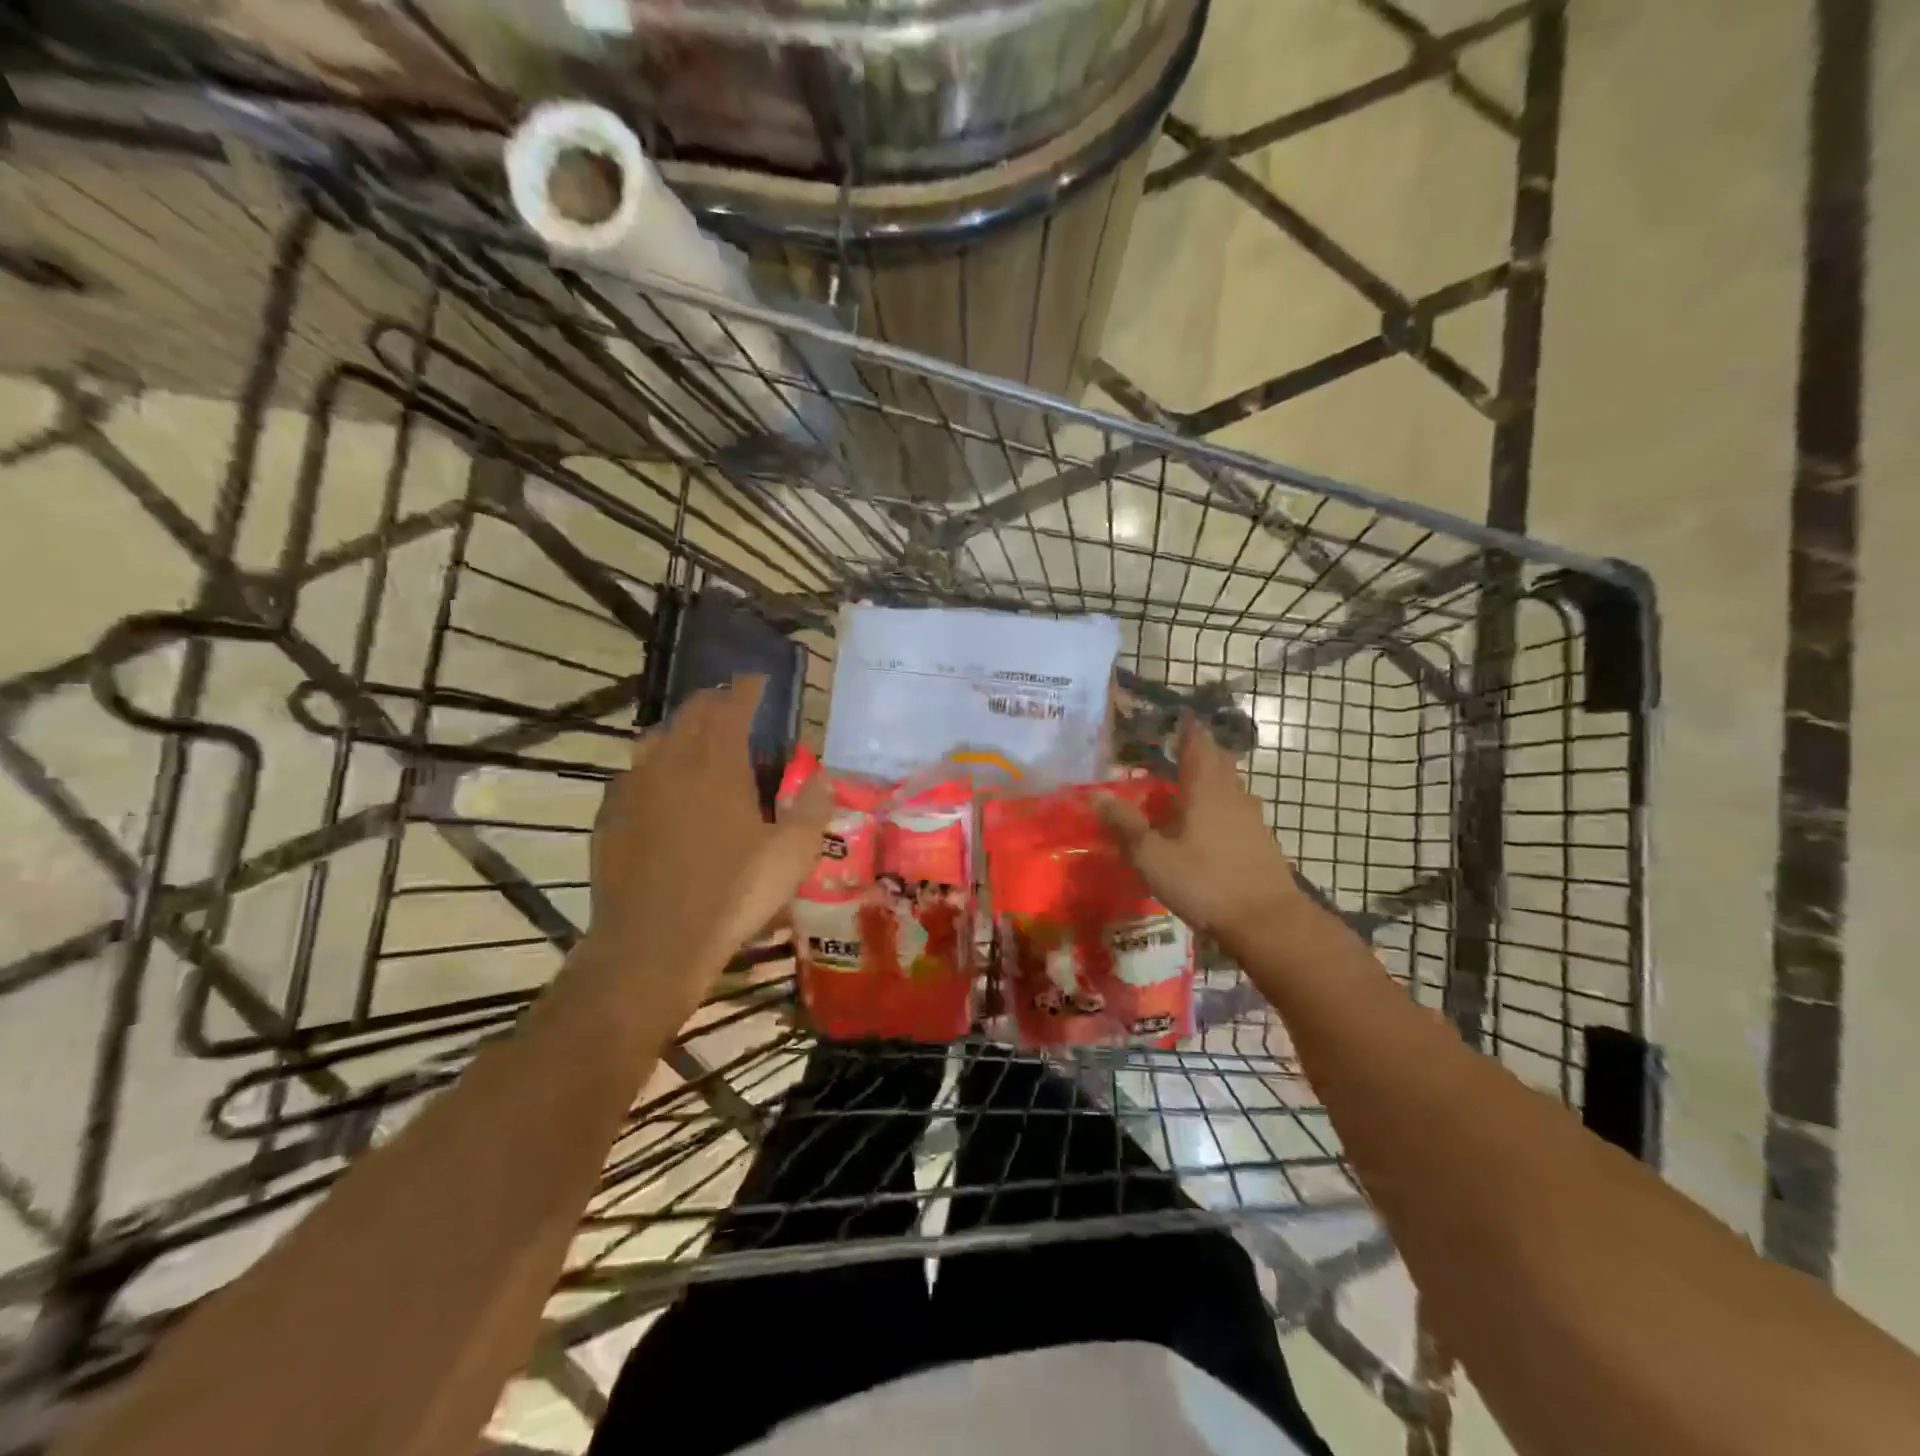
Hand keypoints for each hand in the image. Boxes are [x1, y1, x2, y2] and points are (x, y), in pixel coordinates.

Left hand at [585, 676, 831, 1018]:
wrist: (653, 942)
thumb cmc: (732, 892)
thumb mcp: (792, 854)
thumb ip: (813, 809)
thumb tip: (825, 777)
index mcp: (718, 764)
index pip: (732, 706)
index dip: (747, 688)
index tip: (757, 680)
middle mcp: (672, 763)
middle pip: (691, 713)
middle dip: (714, 701)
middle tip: (732, 705)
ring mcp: (634, 788)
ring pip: (655, 738)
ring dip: (679, 729)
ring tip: (695, 739)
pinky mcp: (610, 816)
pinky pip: (632, 774)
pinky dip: (652, 767)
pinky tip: (659, 789)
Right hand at [1097, 715, 1307, 939]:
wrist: (1267, 921)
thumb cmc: (1204, 882)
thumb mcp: (1152, 856)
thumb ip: (1125, 824)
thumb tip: (1095, 794)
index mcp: (1205, 789)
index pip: (1197, 744)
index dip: (1188, 728)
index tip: (1179, 715)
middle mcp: (1232, 795)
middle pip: (1219, 761)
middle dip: (1201, 750)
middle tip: (1179, 749)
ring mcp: (1252, 818)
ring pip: (1232, 786)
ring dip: (1213, 779)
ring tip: (1190, 786)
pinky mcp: (1262, 841)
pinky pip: (1239, 811)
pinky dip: (1223, 806)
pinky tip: (1210, 825)